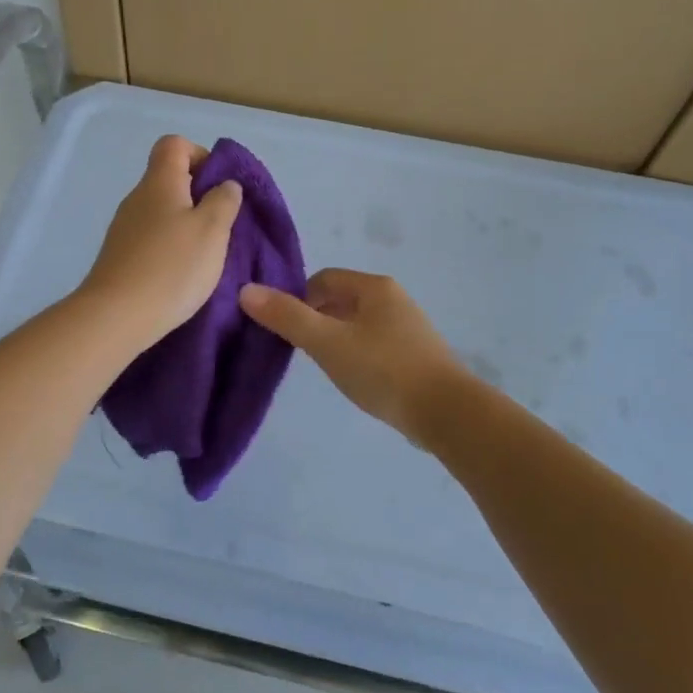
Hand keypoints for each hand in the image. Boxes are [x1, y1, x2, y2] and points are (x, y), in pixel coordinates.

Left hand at [78, 135, 243, 351]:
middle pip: (169, 178)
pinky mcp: (120, 255)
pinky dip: (170, 246)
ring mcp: (124, 227)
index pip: (174, 145)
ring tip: (206, 254)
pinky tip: (182, 273)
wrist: (116, 316)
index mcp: (159, 182)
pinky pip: (151, 237)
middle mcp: (137, 197)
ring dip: (186, 224)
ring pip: (161, 210)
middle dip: (199, 195)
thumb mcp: (212, 230)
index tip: (219, 186)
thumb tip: (225, 184)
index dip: (201, 155)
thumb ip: (223, 201)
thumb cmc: (172, 267)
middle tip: (221, 225)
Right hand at [240, 268, 464, 438]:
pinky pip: (376, 343)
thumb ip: (287, 317)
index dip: (299, 301)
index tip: (289, 332)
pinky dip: (359, 355)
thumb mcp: (327, 343)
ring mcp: (409, 326)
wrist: (446, 412)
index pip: (322, 279)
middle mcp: (393, 298)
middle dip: (317, 321)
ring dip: (337, 339)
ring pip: (358, 323)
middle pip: (340, 300)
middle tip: (306, 353)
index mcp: (373, 286)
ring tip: (329, 368)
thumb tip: (246, 290)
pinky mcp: (417, 353)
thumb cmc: (382, 369)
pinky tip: (357, 379)